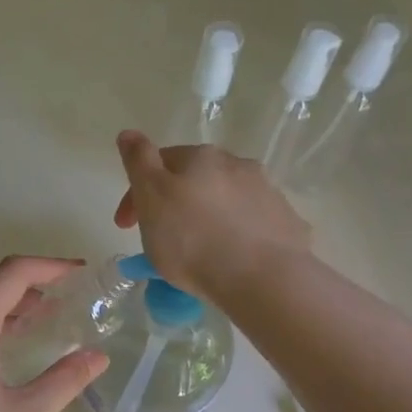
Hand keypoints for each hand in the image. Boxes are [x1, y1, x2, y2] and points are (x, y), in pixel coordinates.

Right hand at [112, 131, 310, 300]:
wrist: (263, 278)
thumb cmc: (193, 240)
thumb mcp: (152, 198)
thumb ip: (138, 162)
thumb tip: (129, 133)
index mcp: (201, 157)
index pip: (159, 162)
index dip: (136, 192)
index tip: (125, 226)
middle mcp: (237, 165)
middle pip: (195, 180)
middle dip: (175, 203)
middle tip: (161, 239)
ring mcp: (267, 193)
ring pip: (225, 200)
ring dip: (208, 218)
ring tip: (199, 253)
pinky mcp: (287, 223)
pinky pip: (251, 224)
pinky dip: (236, 236)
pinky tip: (231, 260)